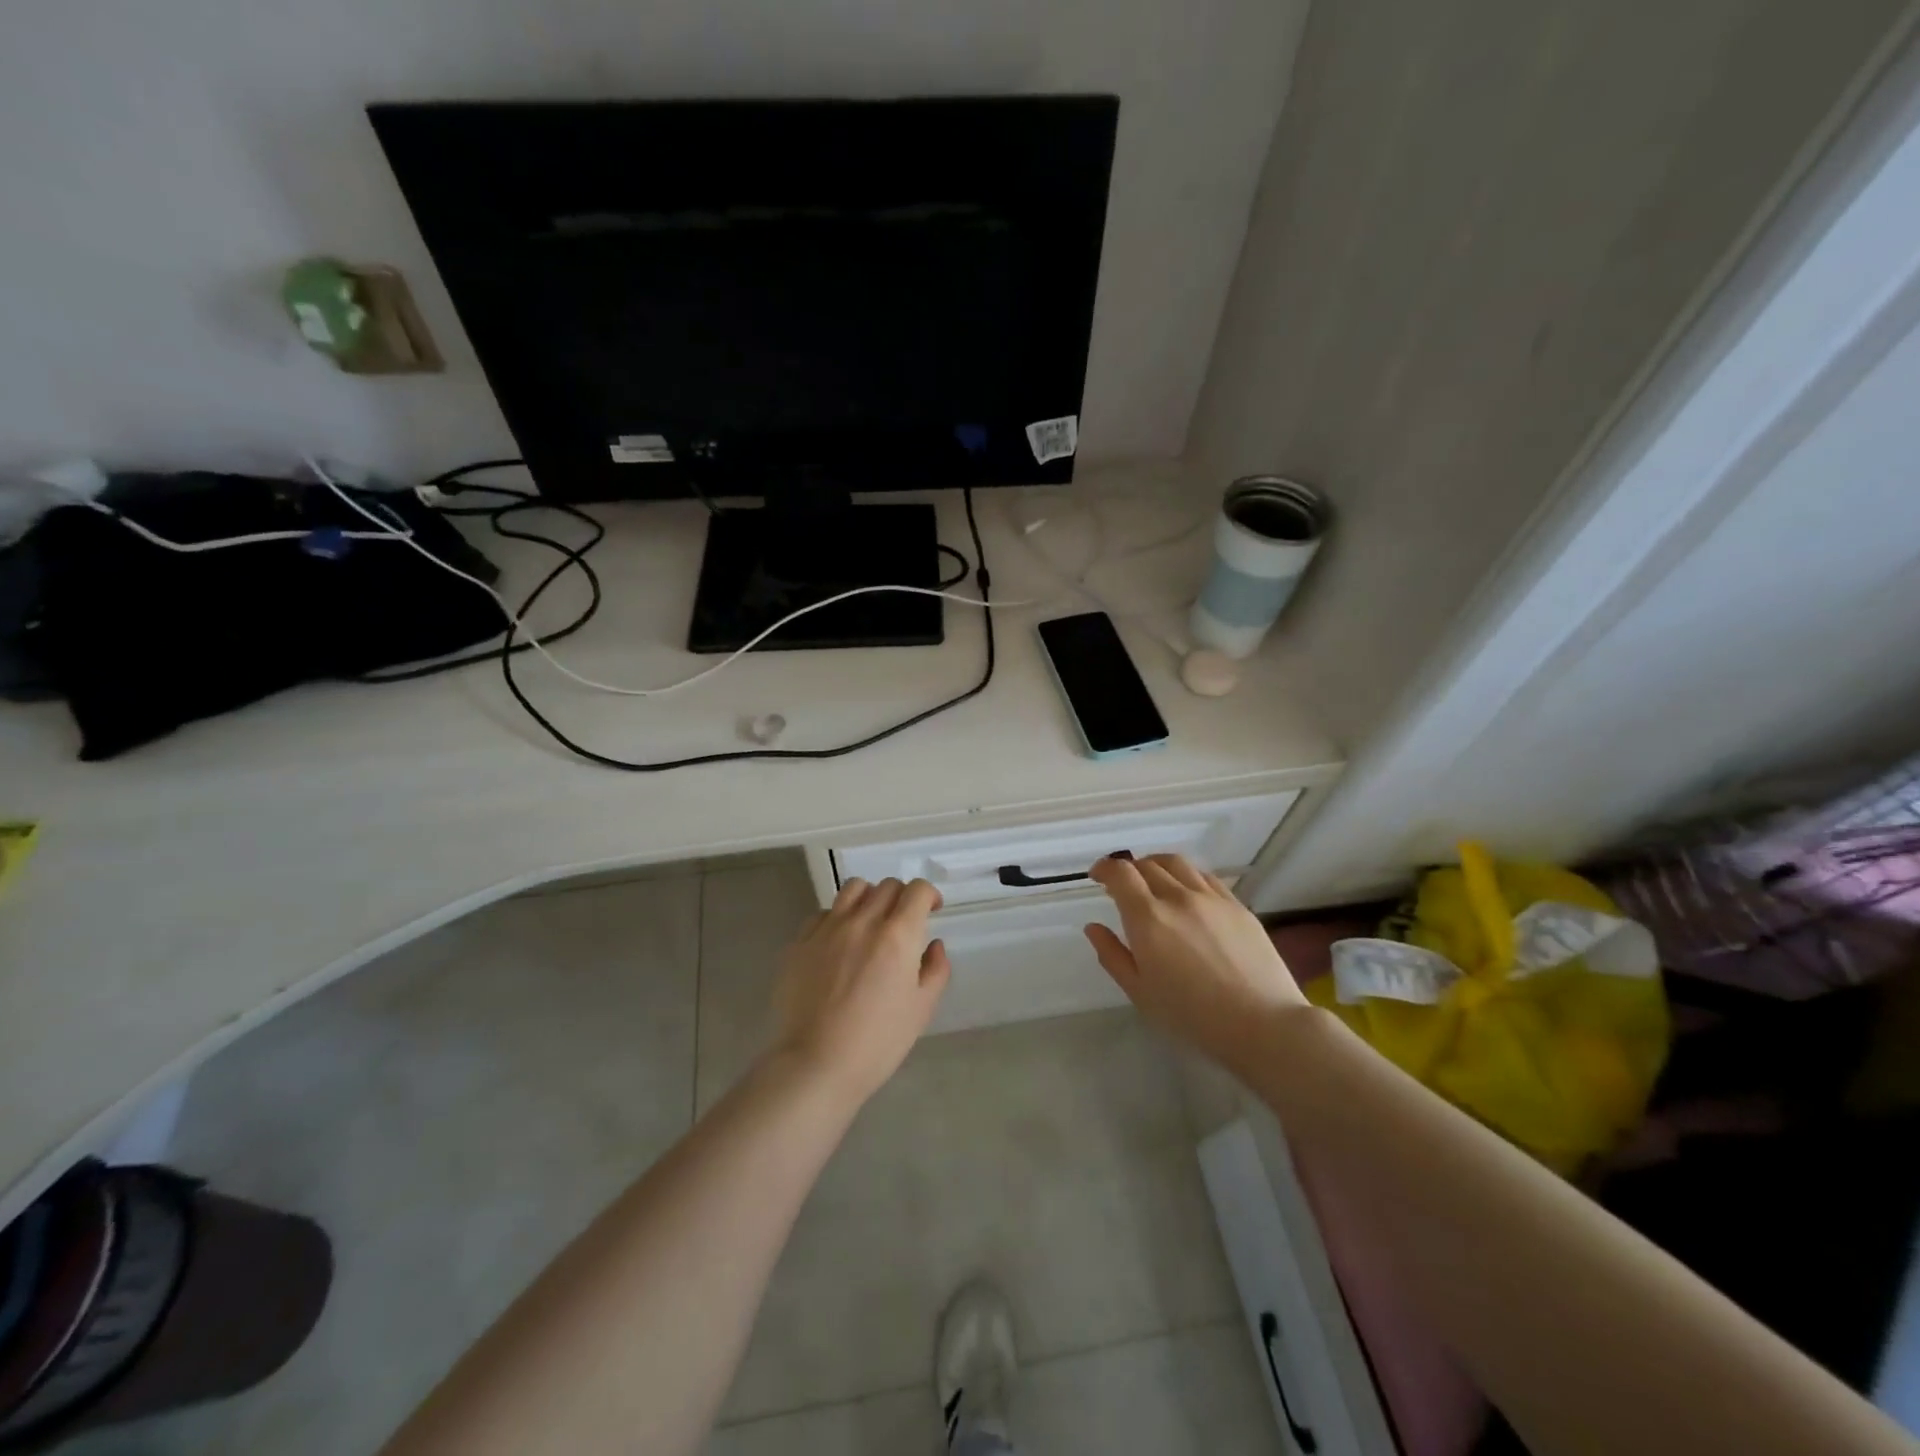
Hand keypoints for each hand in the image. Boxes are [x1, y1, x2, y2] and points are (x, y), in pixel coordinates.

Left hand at [771, 877, 950, 1105]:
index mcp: (897, 936)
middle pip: (887, 886)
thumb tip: (933, 944)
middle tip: (903, 922)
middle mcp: (862, 921)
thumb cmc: (878, 1042)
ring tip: (870, 922)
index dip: (929, 895)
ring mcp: (827, 929)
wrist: (816, 1064)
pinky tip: (838, 944)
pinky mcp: (800, 942)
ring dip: (869, 897)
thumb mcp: (921, 1009)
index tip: (932, 910)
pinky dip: (837, 918)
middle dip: (902, 897)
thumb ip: (935, 970)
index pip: (917, 891)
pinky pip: (823, 914)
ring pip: (853, 889)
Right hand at [1085, 854, 1307, 1068]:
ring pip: (1177, 864)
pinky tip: (1188, 893)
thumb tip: (1094, 927)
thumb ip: (1112, 955)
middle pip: (1147, 865)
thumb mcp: (1140, 992)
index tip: (1097, 876)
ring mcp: (1211, 898)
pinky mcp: (1237, 905)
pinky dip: (1187, 876)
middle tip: (1124, 887)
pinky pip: (1206, 877)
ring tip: (1154, 881)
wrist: (1262, 1024)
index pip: (1121, 873)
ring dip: (1157, 866)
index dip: (1104, 868)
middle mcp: (1178, 897)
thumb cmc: (1192, 1016)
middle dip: (1129, 870)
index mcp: (1148, 918)